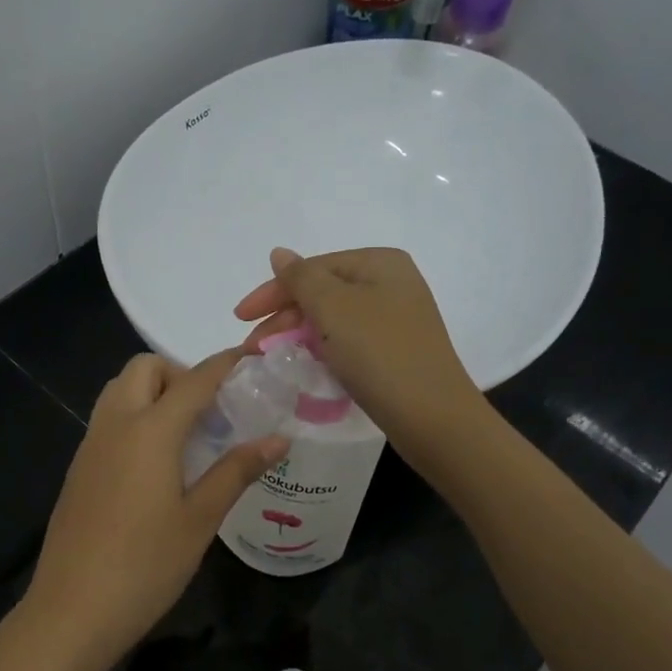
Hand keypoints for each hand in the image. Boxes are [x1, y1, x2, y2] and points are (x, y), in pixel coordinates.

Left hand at [19, 351, 287, 670]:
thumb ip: (237, 471)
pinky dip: (135, 418)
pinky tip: (156, 465)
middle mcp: (114, 425)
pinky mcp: (78, 470)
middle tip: (211, 412)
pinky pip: (108, 421)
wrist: (71, 611)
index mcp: (149, 431)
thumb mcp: (200, 519)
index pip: (194, 379)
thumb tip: (278, 439)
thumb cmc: (145, 566)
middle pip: (144, 369)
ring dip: (153, 393)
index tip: (253, 360)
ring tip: (187, 436)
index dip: (226, 364)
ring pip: (119, 391)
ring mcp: (89, 446)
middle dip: (180, 373)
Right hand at [234, 247, 483, 456]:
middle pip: (322, 293)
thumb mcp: (333, 308)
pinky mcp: (395, 353)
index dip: (272, 292)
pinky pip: (348, 343)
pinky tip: (306, 368)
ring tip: (273, 360)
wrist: (432, 417)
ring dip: (299, 337)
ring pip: (333, 321)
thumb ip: (301, 278)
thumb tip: (280, 253)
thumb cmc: (379, 353)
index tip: (239, 319)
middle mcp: (391, 284)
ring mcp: (396, 320)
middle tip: (253, 349)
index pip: (312, 268)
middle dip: (284, 319)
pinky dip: (323, 352)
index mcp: (380, 263)